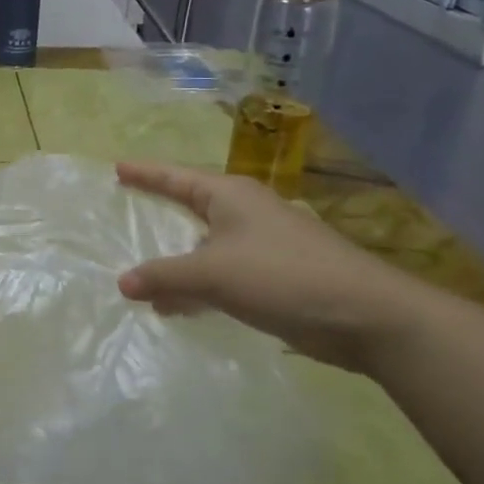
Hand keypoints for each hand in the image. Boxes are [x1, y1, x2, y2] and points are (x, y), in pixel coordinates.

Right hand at [116, 162, 421, 372]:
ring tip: (142, 278)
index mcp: (230, 196)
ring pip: (205, 247)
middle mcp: (246, 214)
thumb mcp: (212, 273)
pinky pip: (222, 275)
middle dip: (160, 214)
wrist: (366, 316)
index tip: (117, 168)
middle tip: (127, 213)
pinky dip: (197, 287)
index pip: (176, 178)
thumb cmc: (282, 276)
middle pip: (191, 208)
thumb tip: (122, 283)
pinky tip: (179, 308)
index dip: (145, 173)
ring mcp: (264, 245)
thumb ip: (163, 276)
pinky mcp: (276, 277)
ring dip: (176, 262)